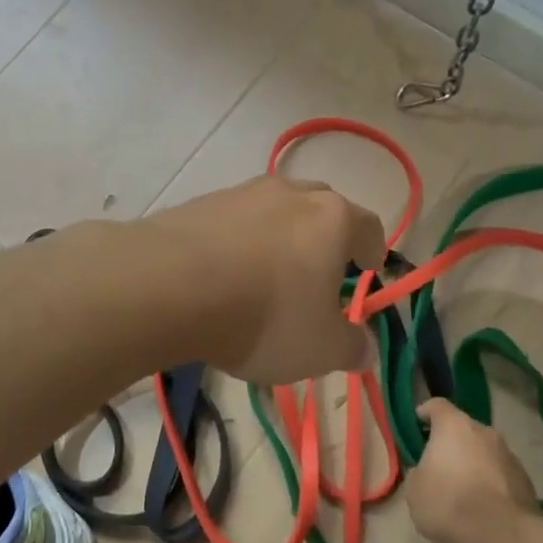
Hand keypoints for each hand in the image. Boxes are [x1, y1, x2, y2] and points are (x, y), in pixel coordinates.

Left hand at [147, 175, 385, 386]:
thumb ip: (351, 347)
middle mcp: (291, 194)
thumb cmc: (265, 316)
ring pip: (273, 210)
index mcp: (332, 219)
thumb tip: (366, 349)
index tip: (368, 267)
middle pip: (321, 207)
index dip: (373, 249)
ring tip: (266, 274)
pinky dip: (236, 241)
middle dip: (326, 236)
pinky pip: (231, 221)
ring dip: (278, 236)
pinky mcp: (199, 203)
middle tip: (319, 270)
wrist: (169, 286)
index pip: (368, 226)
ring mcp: (241, 193)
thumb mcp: (320, 349)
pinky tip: (222, 273)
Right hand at [407, 399, 536, 542]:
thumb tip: (426, 471)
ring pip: (484, 451)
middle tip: (438, 465)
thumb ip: (418, 472)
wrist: (500, 534)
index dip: (425, 413)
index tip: (416, 425)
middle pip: (463, 429)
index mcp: (453, 426)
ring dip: (473, 463)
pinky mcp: (525, 479)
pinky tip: (483, 506)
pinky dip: (491, 482)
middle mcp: (484, 432)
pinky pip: (500, 473)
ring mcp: (509, 454)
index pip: (437, 405)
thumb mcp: (414, 490)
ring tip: (463, 489)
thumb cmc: (448, 503)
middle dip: (451, 443)